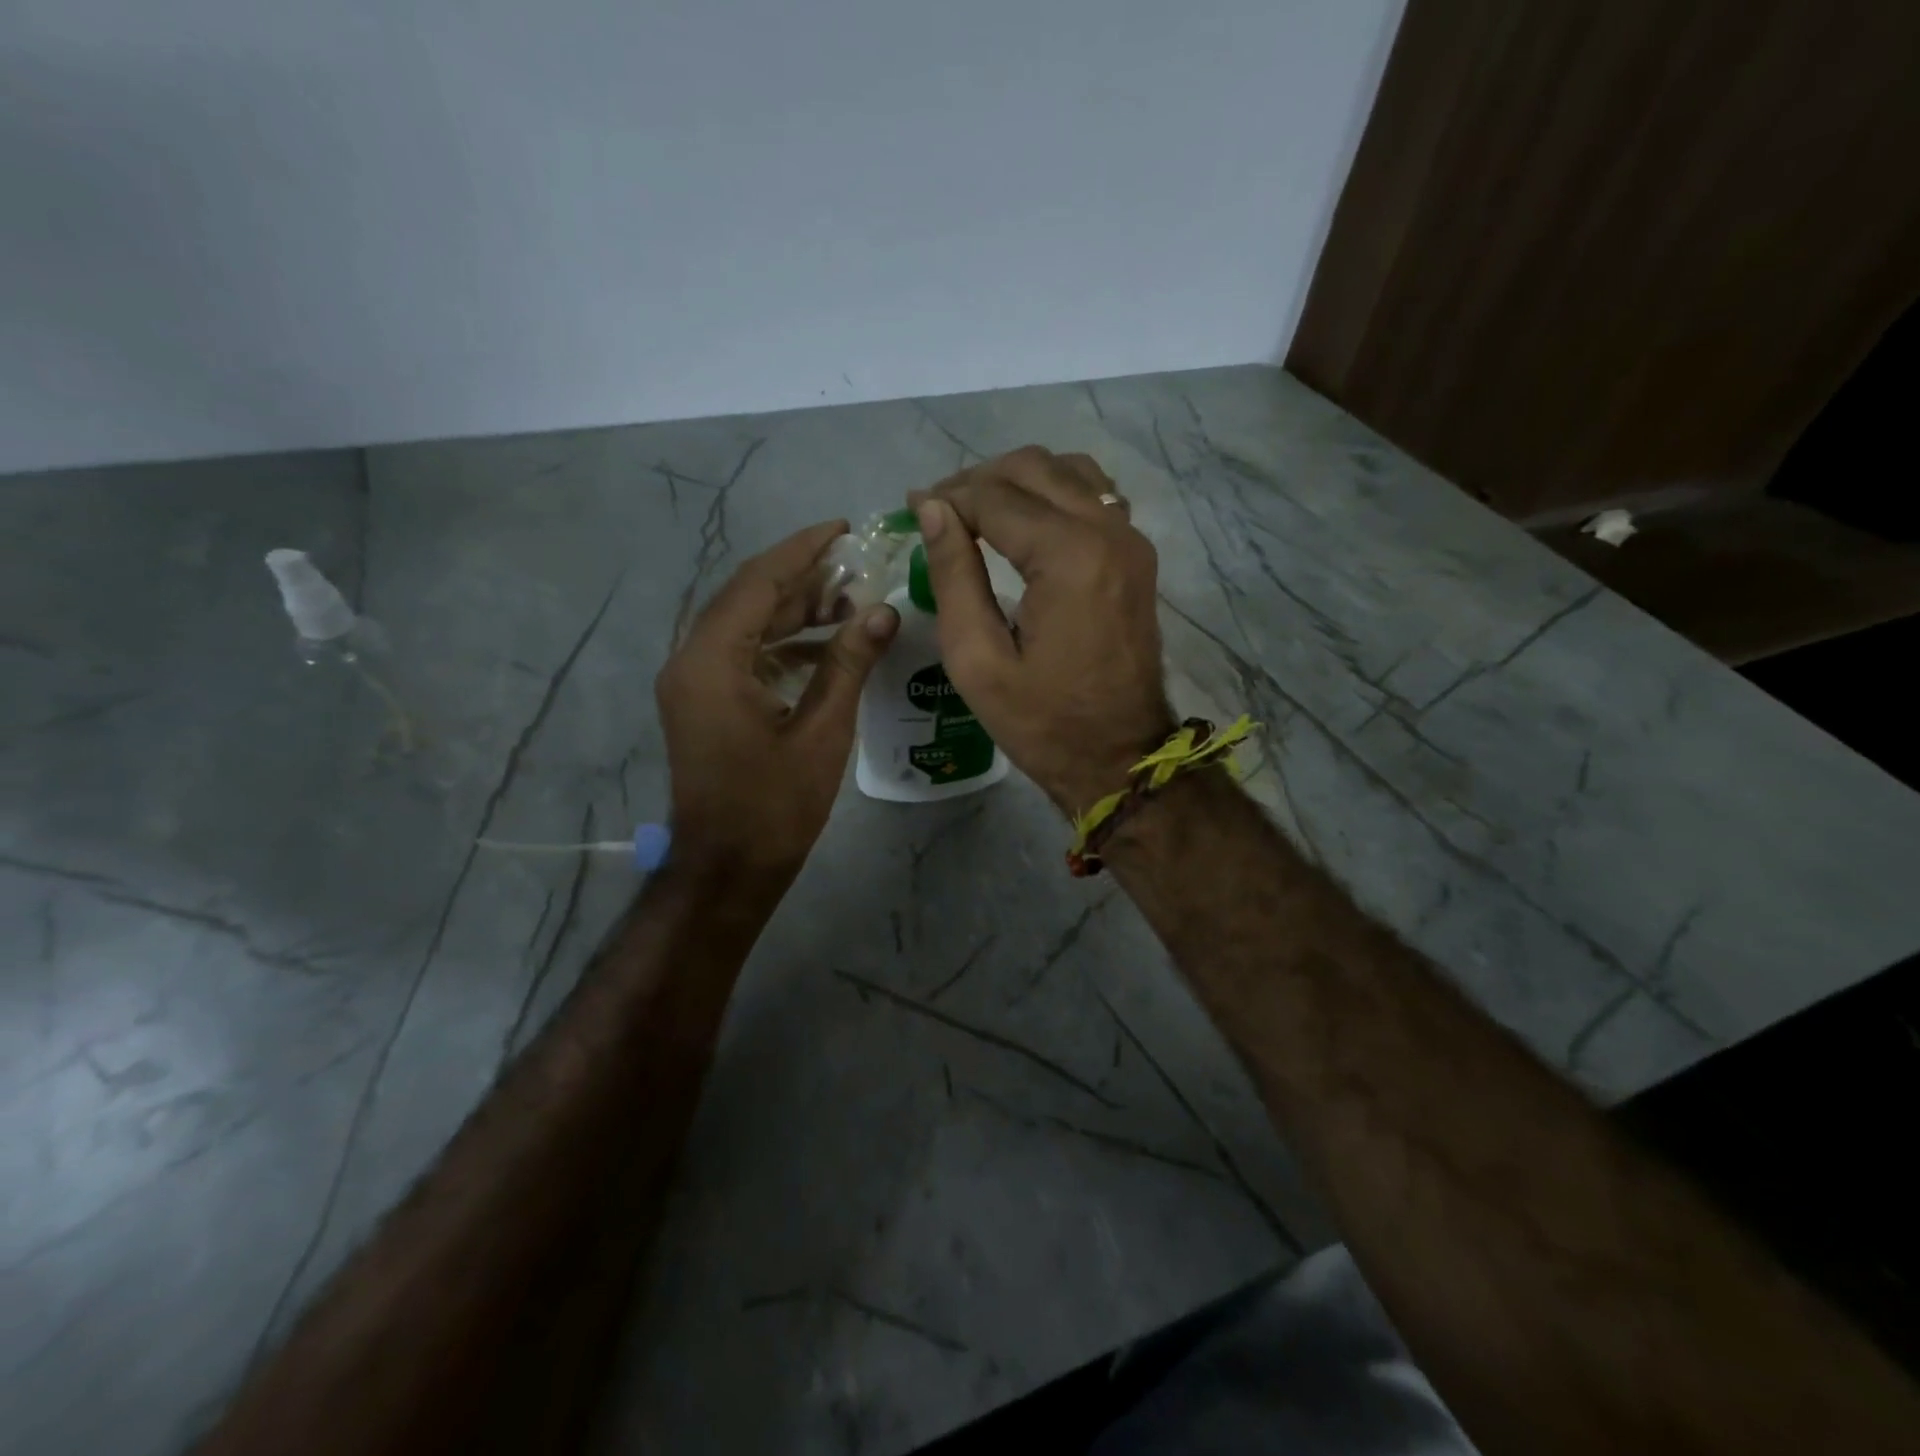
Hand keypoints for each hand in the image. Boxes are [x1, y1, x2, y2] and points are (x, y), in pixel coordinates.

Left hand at [656, 520, 898, 884]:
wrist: (727, 869)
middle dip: (802, 580)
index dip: (801, 551)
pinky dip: (781, 645)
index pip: (757, 583)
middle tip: (857, 568)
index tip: (842, 529)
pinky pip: (742, 656)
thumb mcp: (822, 732)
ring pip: (745, 627)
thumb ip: (848, 664)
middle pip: (748, 599)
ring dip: (793, 612)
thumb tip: (882, 611)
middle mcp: (691, 661)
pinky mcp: (704, 703)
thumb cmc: (774, 807)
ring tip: (849, 603)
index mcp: (712, 662)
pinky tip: (825, 649)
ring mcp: (693, 684)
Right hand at [911, 448, 1173, 814]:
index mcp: (1069, 557)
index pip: (995, 496)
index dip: (946, 497)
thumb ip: (954, 575)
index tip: (909, 508)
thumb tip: (931, 508)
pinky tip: (1025, 524)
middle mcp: (1108, 531)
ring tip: (977, 513)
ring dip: (1018, 481)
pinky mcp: (1137, 556)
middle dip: (978, 480)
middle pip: (1035, 468)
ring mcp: (1131, 540)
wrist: (1120, 758)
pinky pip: (1095, 497)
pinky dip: (1055, 494)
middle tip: (937, 510)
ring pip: (1069, 471)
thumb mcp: (978, 660)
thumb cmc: (1043, 722)